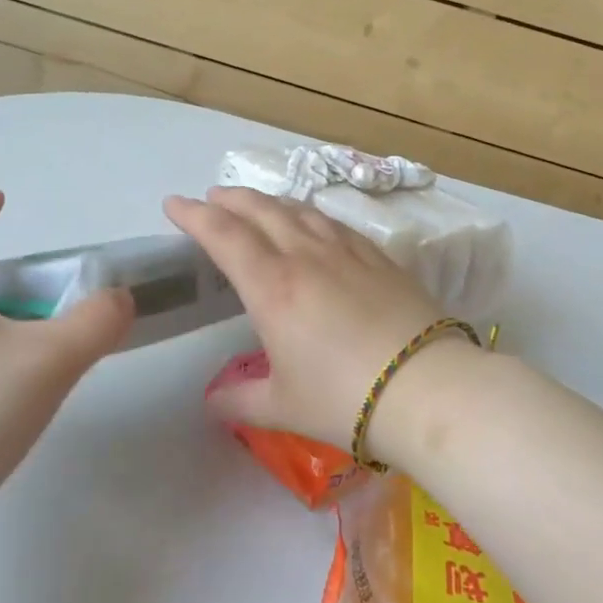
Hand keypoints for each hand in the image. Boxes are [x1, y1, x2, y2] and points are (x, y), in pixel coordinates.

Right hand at [164, 186, 452, 450]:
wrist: (427, 387)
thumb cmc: (345, 399)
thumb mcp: (283, 406)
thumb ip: (241, 400)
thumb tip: (213, 402)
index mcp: (273, 287)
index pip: (224, 236)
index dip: (195, 215)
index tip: (175, 204)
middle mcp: (306, 257)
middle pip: (261, 211)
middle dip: (230, 199)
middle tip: (211, 197)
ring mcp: (346, 252)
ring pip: (300, 211)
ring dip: (270, 202)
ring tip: (256, 204)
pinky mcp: (379, 257)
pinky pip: (334, 223)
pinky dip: (310, 214)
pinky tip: (312, 222)